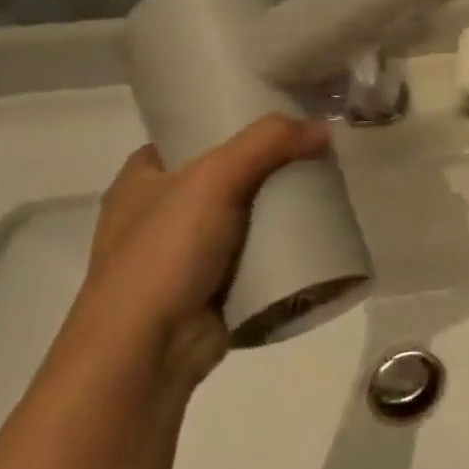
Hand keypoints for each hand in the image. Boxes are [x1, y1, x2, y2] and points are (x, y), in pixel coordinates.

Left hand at [73, 115, 329, 386]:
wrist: (145, 353)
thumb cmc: (164, 255)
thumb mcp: (214, 178)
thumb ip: (268, 142)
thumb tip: (325, 128)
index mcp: (141, 179)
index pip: (192, 134)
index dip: (234, 121)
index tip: (283, 116)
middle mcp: (160, 212)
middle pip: (228, 173)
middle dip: (271, 164)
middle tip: (317, 150)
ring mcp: (186, 253)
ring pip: (247, 214)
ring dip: (282, 205)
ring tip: (327, 186)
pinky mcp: (213, 286)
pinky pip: (258, 252)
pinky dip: (283, 243)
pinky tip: (317, 230)